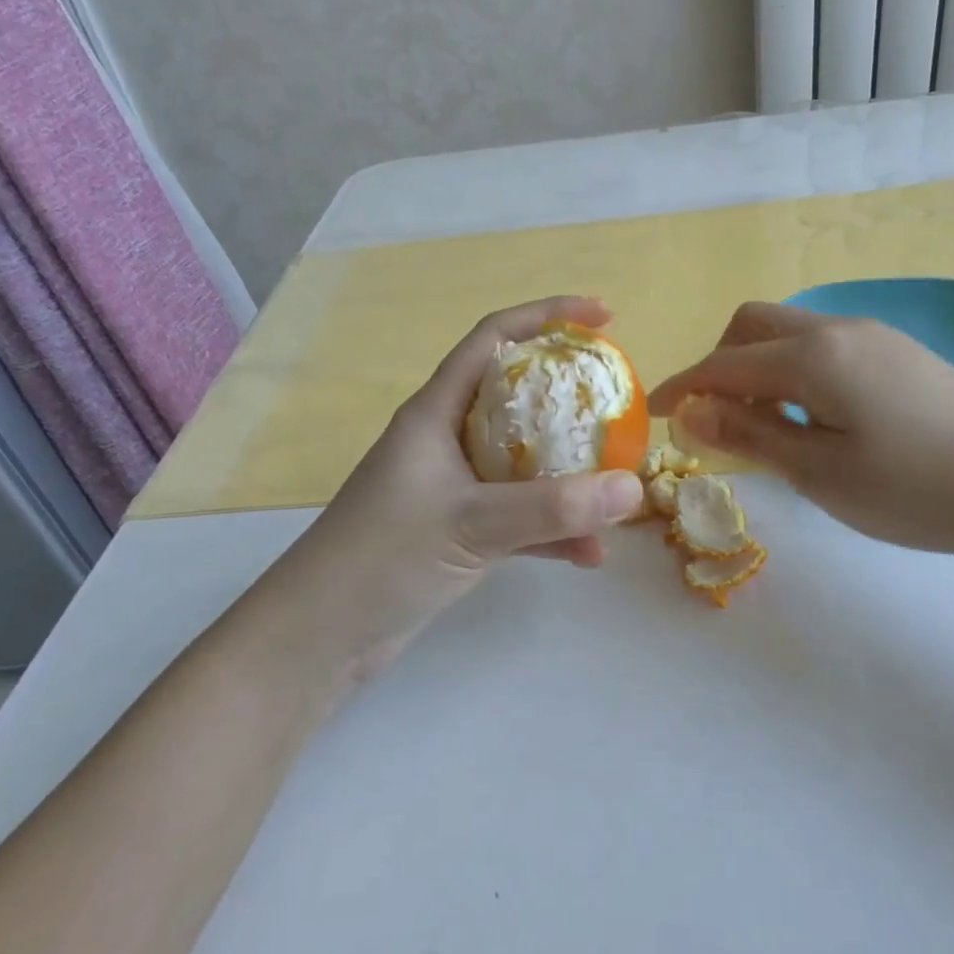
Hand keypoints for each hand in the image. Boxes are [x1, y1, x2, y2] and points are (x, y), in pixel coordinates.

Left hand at [278, 297, 646, 670]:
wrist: (320, 637)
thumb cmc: (382, 558)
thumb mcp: (472, 523)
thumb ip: (553, 507)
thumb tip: (633, 487)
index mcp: (437, 412)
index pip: (494, 338)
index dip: (548, 316)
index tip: (604, 317)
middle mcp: (447, 440)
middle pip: (518, 396)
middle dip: (571, 396)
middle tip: (619, 403)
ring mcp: (453, 487)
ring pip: (524, 461)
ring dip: (569, 472)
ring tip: (617, 485)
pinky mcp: (458, 531)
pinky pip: (519, 516)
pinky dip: (552, 529)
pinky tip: (589, 554)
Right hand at [647, 302, 953, 568]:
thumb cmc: (916, 489)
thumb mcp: (820, 472)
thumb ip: (750, 433)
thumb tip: (689, 410)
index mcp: (813, 355)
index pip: (724, 362)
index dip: (683, 386)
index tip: (654, 414)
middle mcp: (839, 329)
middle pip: (753, 324)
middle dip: (719, 363)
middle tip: (714, 418)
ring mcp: (875, 336)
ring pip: (791, 332)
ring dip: (758, 366)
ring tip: (762, 424)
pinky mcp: (901, 354)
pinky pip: (824, 346)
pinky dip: (794, 370)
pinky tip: (814, 416)